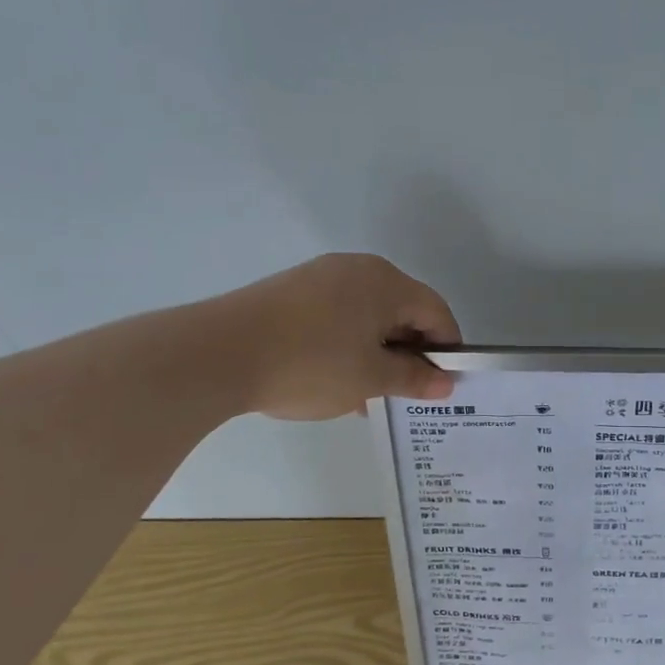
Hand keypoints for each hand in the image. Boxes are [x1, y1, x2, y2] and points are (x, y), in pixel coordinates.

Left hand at [220, 254, 460, 420]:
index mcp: (385, 282)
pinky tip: (334, 380)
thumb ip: (413, 378)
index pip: (436, 312)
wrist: (217, 354)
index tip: (443, 384)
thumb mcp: (370, 379)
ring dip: (377, 353)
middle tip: (405, 393)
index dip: (447, 349)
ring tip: (367, 394)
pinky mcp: (291, 292)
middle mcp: (357, 269)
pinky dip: (347, 345)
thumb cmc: (310, 364)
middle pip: (402, 310)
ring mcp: (320, 277)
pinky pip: (337, 316)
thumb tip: (446, 382)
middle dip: (409, 353)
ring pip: (368, 316)